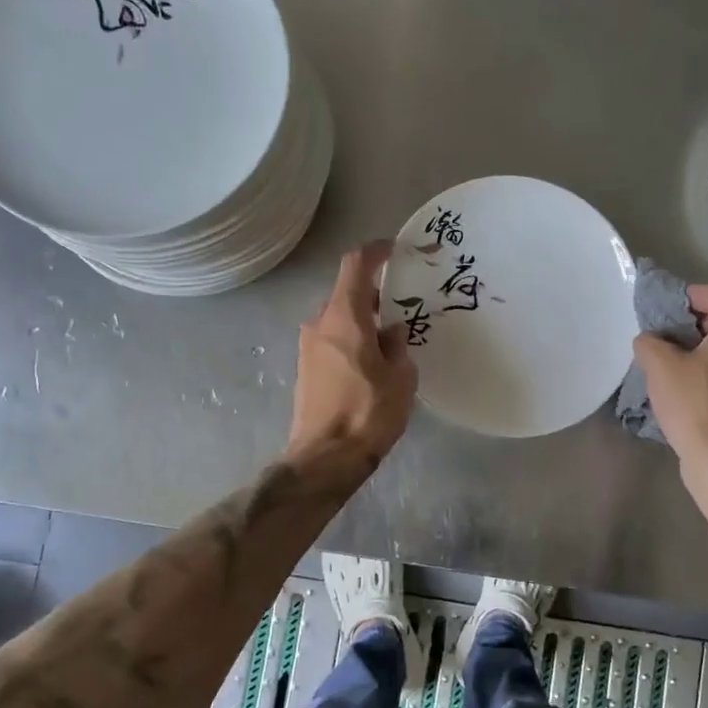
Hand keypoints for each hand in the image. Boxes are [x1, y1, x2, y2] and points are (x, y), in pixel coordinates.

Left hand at [288, 240, 417, 467]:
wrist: (325, 458)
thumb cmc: (368, 412)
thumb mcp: (400, 378)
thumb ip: (398, 347)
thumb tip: (392, 333)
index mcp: (344, 317)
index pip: (355, 266)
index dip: (374, 252)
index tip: (394, 249)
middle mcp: (320, 324)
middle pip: (347, 294)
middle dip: (374, 295)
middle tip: (402, 305)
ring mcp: (308, 347)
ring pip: (339, 319)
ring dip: (363, 320)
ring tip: (391, 339)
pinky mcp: (306, 369)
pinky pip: (332, 340)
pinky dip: (352, 340)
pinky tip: (372, 362)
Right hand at [631, 285, 707, 463]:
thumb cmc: (694, 403)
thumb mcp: (659, 365)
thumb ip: (650, 341)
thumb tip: (650, 340)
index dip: (683, 297)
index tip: (658, 309)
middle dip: (690, 325)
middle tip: (660, 336)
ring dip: (700, 351)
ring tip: (669, 362)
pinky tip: (686, 386)